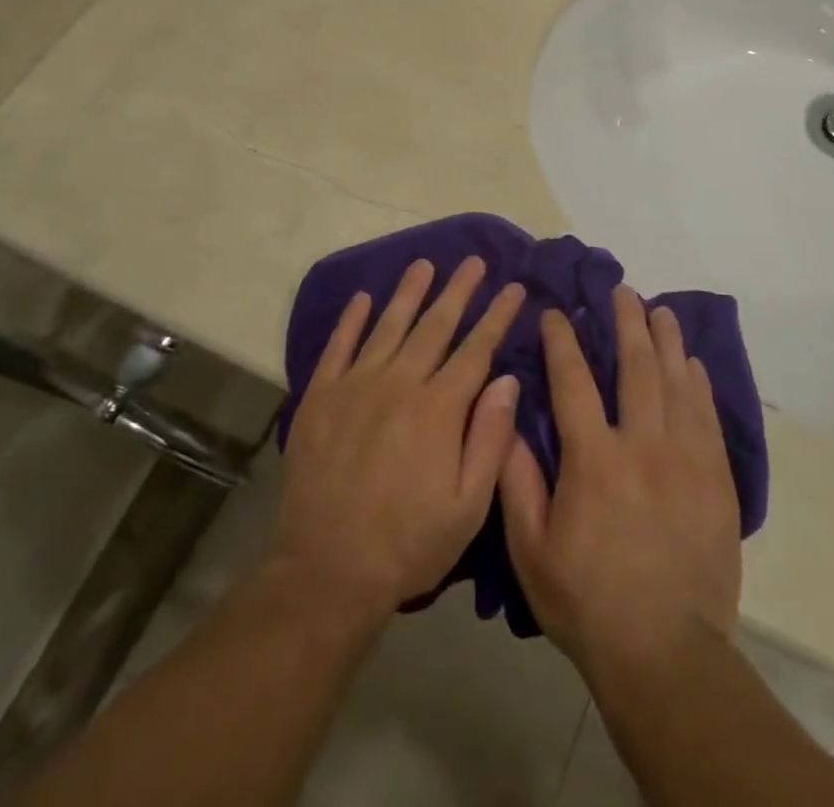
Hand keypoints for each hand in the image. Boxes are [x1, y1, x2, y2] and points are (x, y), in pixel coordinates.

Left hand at [278, 257, 524, 622]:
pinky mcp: (320, 398)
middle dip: (459, 291)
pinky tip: (363, 298)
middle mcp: (399, 384)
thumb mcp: (468, 507)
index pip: (476, 349)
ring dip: (409, 293)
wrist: (326, 572)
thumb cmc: (409, 544)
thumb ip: (490, 438)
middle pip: (435, 326)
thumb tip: (507, 379)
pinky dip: (351, 320)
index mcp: (439, 409)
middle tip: (474, 262)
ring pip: (389, 326)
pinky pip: (338, 347)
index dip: (497, 316)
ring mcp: (355, 387)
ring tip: (425, 264)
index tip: (513, 288)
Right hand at [499, 286, 740, 685]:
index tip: (558, 313)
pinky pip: (707, 418)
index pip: (573, 381)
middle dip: (627, 322)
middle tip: (623, 290)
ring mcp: (686, 460)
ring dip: (667, 341)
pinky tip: (693, 365)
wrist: (666, 654)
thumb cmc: (587, 602)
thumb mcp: (531, 550)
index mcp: (594, 459)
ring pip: (677, 383)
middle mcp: (642, 445)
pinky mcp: (716, 480)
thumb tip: (508, 421)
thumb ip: (517, 481)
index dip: (563, 341)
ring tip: (661, 311)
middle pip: (636, 366)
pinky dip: (699, 385)